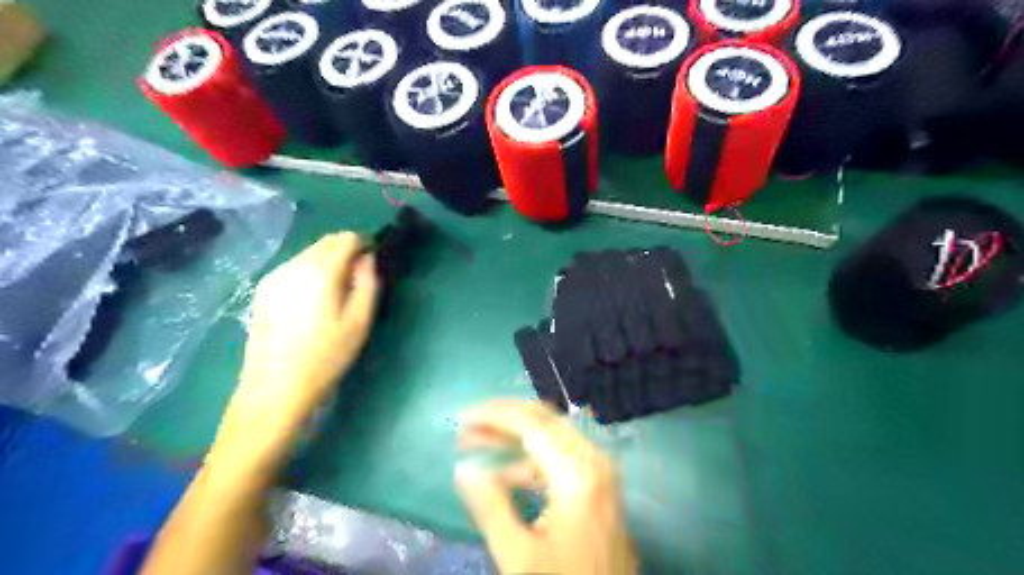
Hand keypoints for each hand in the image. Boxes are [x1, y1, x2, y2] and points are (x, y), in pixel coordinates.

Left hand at [209, 231, 381, 477]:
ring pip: (309, 253)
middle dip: (347, 250)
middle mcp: (294, 265)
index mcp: (320, 270)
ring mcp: (274, 276)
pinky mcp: (264, 290)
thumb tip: (367, 259)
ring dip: (329, 260)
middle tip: (359, 277)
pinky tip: (314, 299)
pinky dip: (311, 271)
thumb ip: (368, 282)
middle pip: (326, 242)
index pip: (346, 238)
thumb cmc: (326, 356)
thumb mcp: (360, 321)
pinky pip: (294, 267)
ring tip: (338, 291)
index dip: (364, 245)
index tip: (374, 263)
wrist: (276, 387)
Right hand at [459, 399, 636, 574]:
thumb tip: (464, 470)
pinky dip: (530, 458)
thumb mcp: (520, 557)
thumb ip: (491, 508)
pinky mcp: (597, 485)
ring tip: (476, 446)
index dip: (495, 415)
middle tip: (468, 428)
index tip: (462, 418)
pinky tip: (504, 475)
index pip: (532, 423)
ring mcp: (598, 471)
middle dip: (503, 419)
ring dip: (514, 437)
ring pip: (551, 436)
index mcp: (577, 473)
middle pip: (544, 421)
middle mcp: (593, 460)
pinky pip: (560, 456)